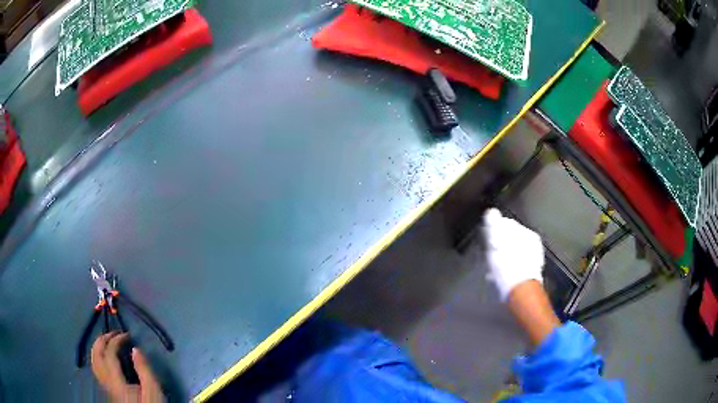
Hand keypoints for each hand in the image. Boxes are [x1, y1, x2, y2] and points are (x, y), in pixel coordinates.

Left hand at [91, 332, 164, 401]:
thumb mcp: (153, 391)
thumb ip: (144, 370)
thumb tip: (135, 349)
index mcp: (117, 382)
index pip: (109, 354)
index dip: (115, 340)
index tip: (127, 335)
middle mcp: (107, 382)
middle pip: (96, 356)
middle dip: (102, 340)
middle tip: (112, 333)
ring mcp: (105, 387)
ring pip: (94, 363)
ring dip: (97, 348)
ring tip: (106, 341)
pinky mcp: (108, 391)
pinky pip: (97, 369)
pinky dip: (98, 358)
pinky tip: (105, 359)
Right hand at [482, 208, 544, 300]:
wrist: (519, 289)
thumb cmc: (508, 263)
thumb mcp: (497, 240)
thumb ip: (494, 224)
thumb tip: (492, 211)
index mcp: (528, 234)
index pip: (510, 225)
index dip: (496, 230)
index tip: (488, 237)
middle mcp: (534, 246)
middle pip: (513, 240)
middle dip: (502, 245)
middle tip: (490, 252)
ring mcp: (533, 261)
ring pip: (515, 254)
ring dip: (505, 258)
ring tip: (493, 267)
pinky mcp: (529, 275)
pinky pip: (516, 266)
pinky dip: (509, 268)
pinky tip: (500, 275)